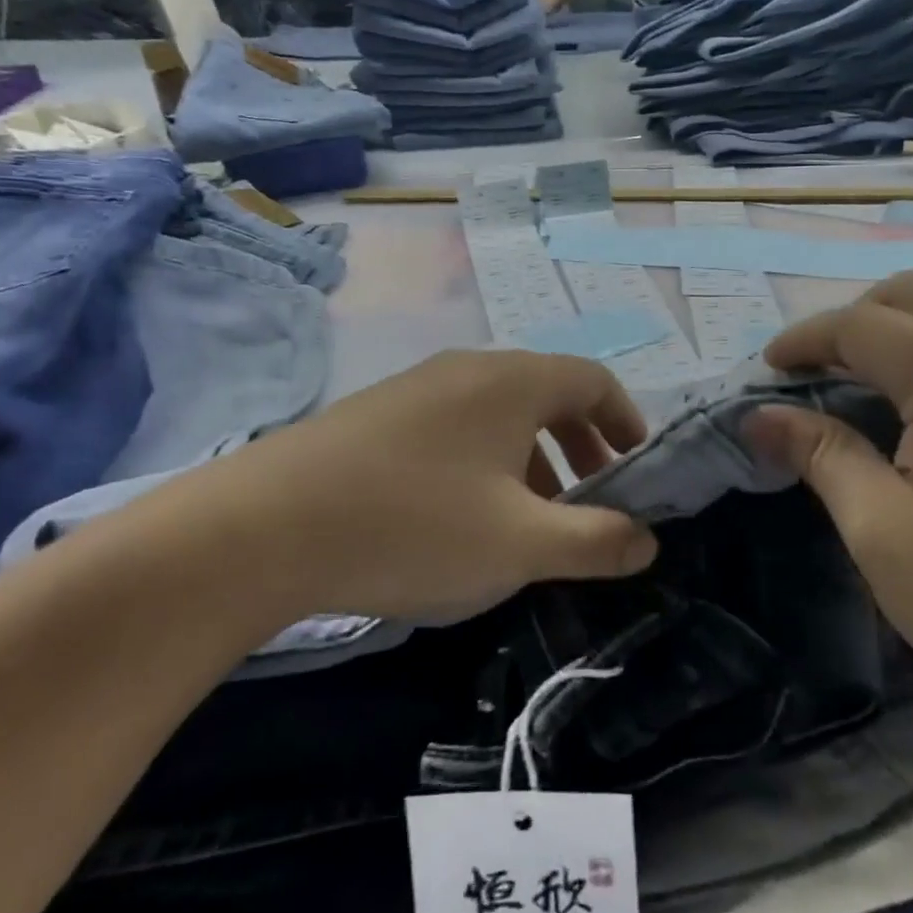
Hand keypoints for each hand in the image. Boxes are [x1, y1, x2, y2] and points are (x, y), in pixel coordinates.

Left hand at [139, 352, 657, 630]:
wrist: (265, 527)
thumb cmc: (416, 525)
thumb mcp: (521, 544)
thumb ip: (596, 541)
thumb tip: (647, 539)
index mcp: (512, 381)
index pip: (592, 381)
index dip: (625, 420)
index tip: (636, 465)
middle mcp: (467, 368)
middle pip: (546, 393)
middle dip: (579, 445)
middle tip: (590, 496)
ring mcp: (416, 387)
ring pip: (497, 413)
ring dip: (530, 458)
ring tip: (529, 517)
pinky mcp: (377, 415)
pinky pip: (454, 426)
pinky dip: (483, 461)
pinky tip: (461, 515)